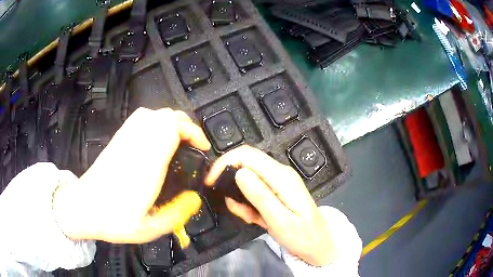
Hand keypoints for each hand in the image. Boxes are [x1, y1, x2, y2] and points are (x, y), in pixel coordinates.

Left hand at [53, 108, 210, 243]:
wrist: (84, 207)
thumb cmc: (114, 220)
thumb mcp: (150, 229)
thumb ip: (176, 214)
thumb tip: (195, 199)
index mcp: (146, 165)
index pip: (171, 129)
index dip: (192, 132)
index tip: (202, 147)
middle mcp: (136, 145)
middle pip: (165, 116)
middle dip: (185, 126)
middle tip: (193, 146)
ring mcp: (125, 139)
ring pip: (153, 113)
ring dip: (171, 122)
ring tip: (179, 140)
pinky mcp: (118, 139)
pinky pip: (140, 118)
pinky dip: (154, 121)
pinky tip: (157, 138)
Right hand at [205, 145, 336, 265]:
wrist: (317, 244)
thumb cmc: (302, 236)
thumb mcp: (279, 221)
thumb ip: (260, 196)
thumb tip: (239, 173)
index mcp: (282, 177)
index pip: (248, 155)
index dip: (225, 162)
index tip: (211, 181)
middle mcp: (280, 173)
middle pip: (246, 163)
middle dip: (231, 182)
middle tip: (234, 207)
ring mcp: (278, 181)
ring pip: (247, 178)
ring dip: (240, 198)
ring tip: (251, 217)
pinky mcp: (276, 189)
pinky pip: (254, 189)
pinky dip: (248, 203)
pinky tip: (256, 217)